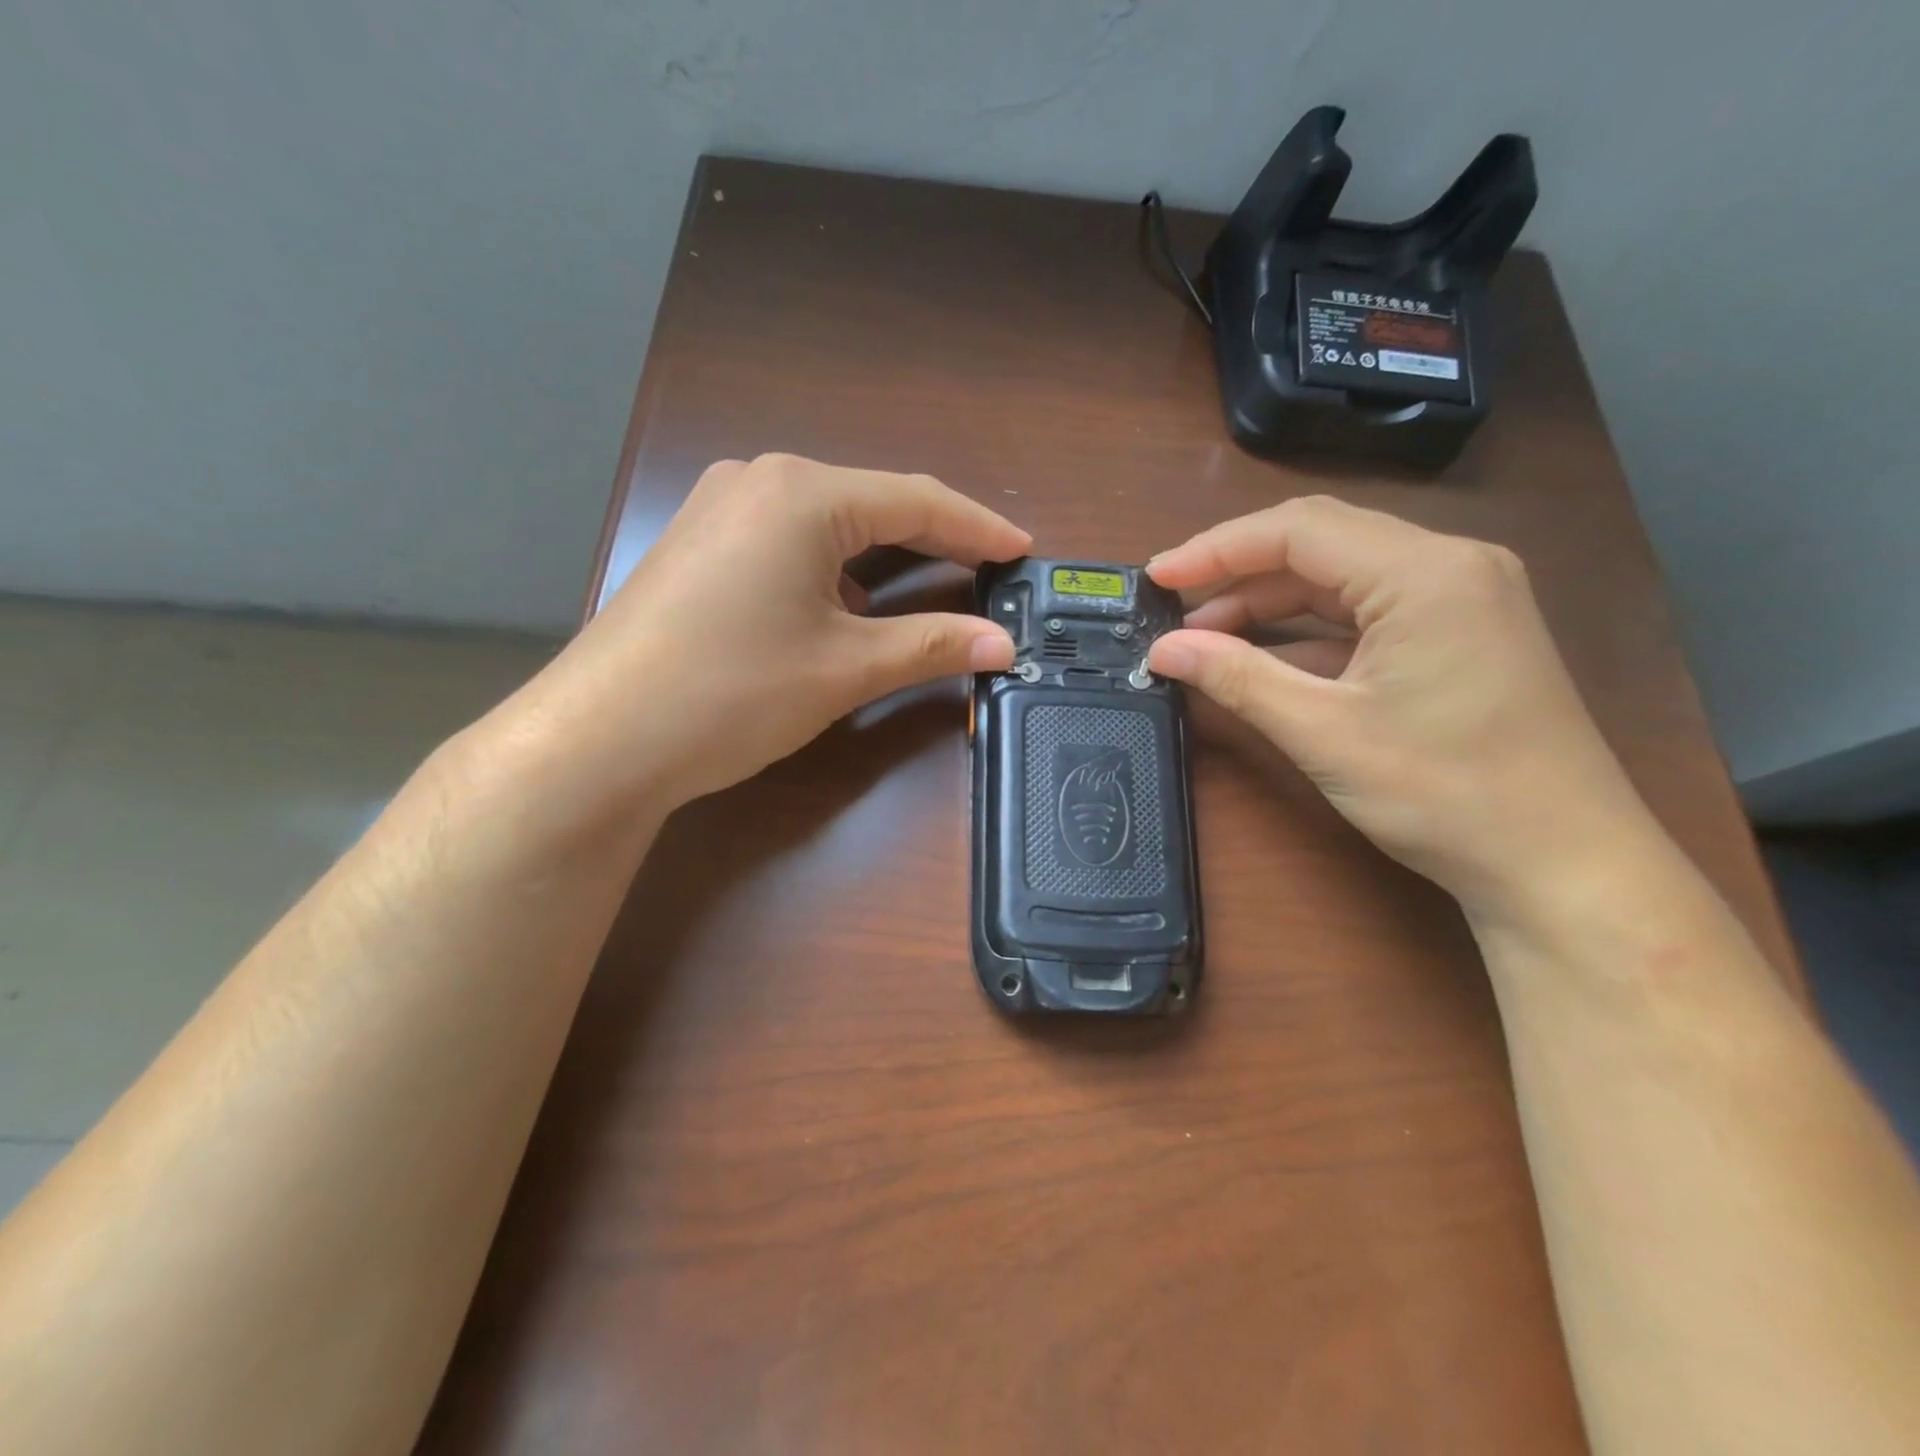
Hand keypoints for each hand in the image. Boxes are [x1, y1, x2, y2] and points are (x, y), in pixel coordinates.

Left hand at [511, 455, 1027, 823]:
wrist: (600, 739)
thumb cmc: (732, 692)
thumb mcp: (845, 668)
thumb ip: (931, 646)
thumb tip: (1002, 645)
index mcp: (802, 494)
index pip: (916, 501)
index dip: (978, 528)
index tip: (1023, 551)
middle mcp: (759, 482)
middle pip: (872, 504)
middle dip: (934, 540)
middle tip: (987, 572)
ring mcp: (719, 510)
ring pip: (829, 524)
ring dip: (883, 557)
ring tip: (930, 589)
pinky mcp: (699, 546)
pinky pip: (789, 542)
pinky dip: (834, 569)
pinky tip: (847, 606)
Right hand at [1146, 497, 1654, 918]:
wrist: (1562, 866)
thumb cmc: (1446, 794)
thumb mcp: (1324, 732)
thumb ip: (1237, 678)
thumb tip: (1163, 651)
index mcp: (1425, 573)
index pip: (1299, 530)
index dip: (1217, 548)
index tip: (1157, 578)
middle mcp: (1450, 566)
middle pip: (1320, 543)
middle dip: (1239, 572)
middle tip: (1174, 607)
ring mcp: (1461, 599)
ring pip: (1341, 578)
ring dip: (1270, 605)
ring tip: (1205, 638)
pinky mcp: (1460, 634)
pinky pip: (1367, 613)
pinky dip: (1308, 632)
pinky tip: (1262, 659)